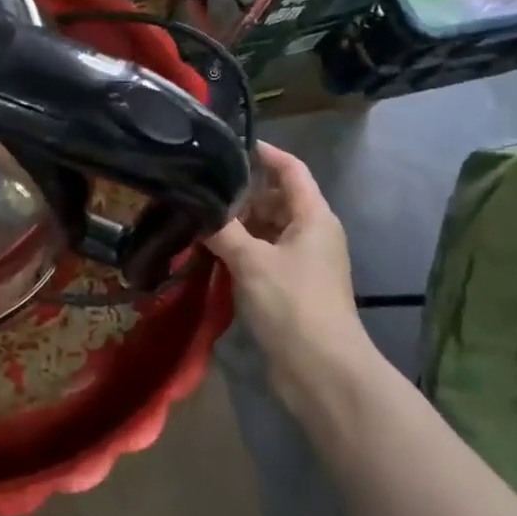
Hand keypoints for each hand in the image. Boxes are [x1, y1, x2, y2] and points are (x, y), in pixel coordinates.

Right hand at [206, 144, 372, 404]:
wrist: (322, 371)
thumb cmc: (292, 304)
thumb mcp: (251, 261)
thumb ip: (222, 230)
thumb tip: (194, 205)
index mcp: (313, 216)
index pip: (291, 169)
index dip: (264, 152)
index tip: (229, 143)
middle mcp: (312, 232)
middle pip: (276, 198)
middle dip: (242, 192)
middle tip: (202, 184)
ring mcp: (303, 261)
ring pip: (267, 228)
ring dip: (238, 223)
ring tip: (198, 215)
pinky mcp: (291, 286)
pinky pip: (264, 254)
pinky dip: (241, 248)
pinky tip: (210, 250)